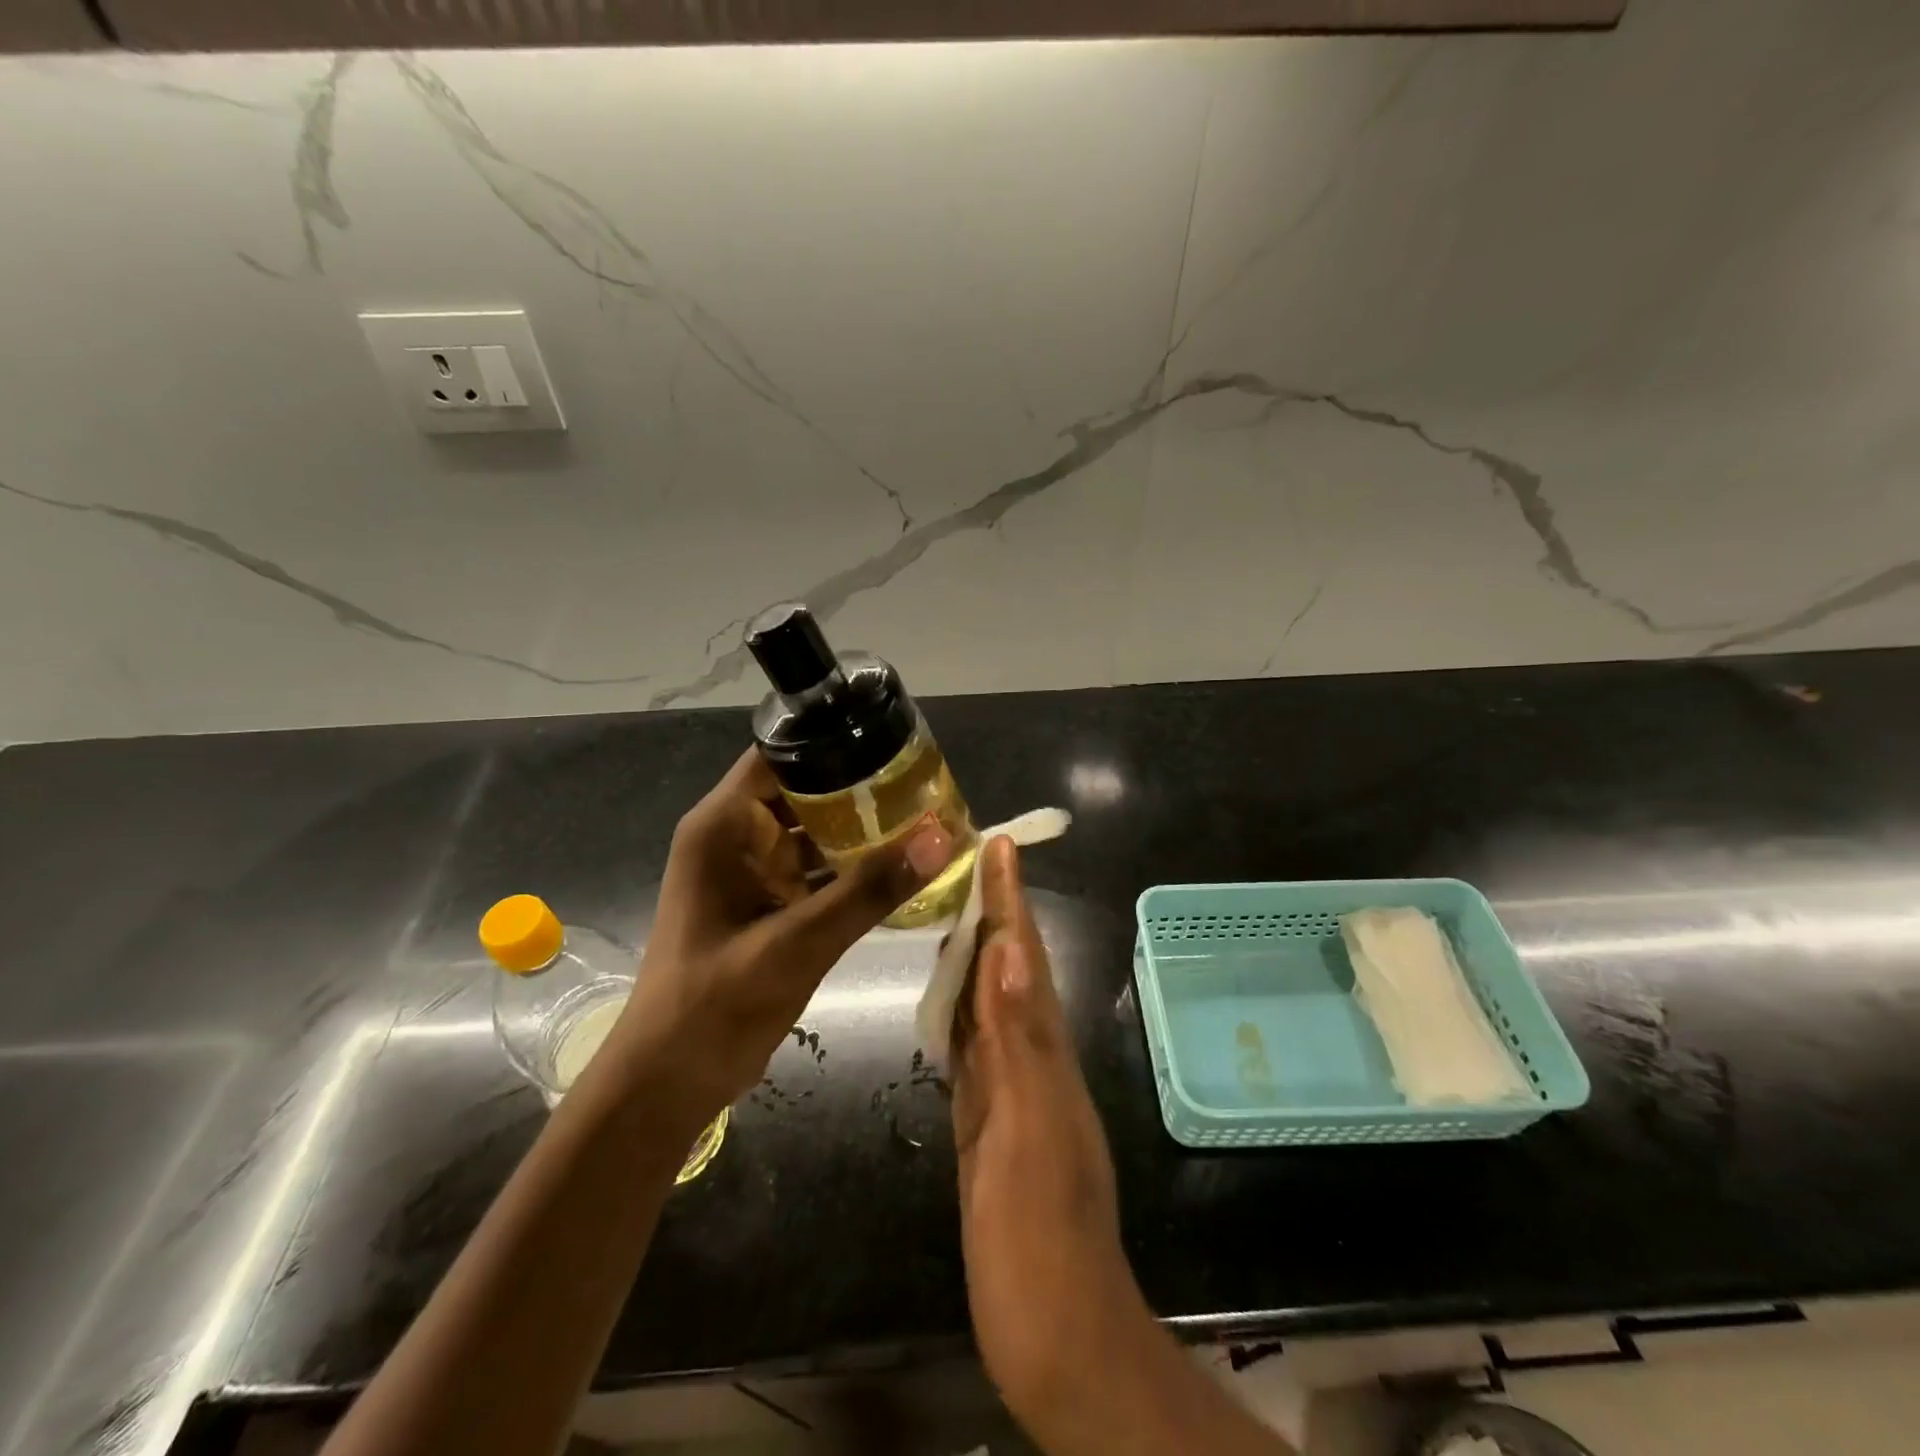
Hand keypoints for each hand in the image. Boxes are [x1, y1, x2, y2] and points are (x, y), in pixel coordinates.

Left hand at [610, 748, 954, 1126]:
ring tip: (925, 819)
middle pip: (804, 791)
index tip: (893, 743)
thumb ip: (868, 891)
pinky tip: (901, 870)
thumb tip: (941, 837)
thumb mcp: (796, 943)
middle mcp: (736, 838)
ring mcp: (753, 874)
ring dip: (862, 831)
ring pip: (815, 833)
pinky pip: (817, 872)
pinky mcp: (769, 906)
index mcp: (723, 826)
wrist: (669, 1084)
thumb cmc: (715, 1004)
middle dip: (861, 788)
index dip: (833, 742)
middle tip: (926, 785)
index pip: (780, 755)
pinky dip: (853, 871)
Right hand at [951, 837, 1135, 1419]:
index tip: (998, 844)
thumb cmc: (1041, 1234)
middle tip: (965, 860)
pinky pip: (970, 1047)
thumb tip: (1005, 949)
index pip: (1023, 955)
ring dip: (973, 952)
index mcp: (1044, 1051)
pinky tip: (943, 998)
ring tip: (948, 907)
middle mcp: (1030, 1057)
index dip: (1011, 899)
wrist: (1054, 1332)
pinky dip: (957, 1010)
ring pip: (987, 1001)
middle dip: (992, 910)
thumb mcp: (1029, 1132)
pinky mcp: (984, 1120)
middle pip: (1007, 967)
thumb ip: (1017, 1040)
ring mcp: (1008, 1089)